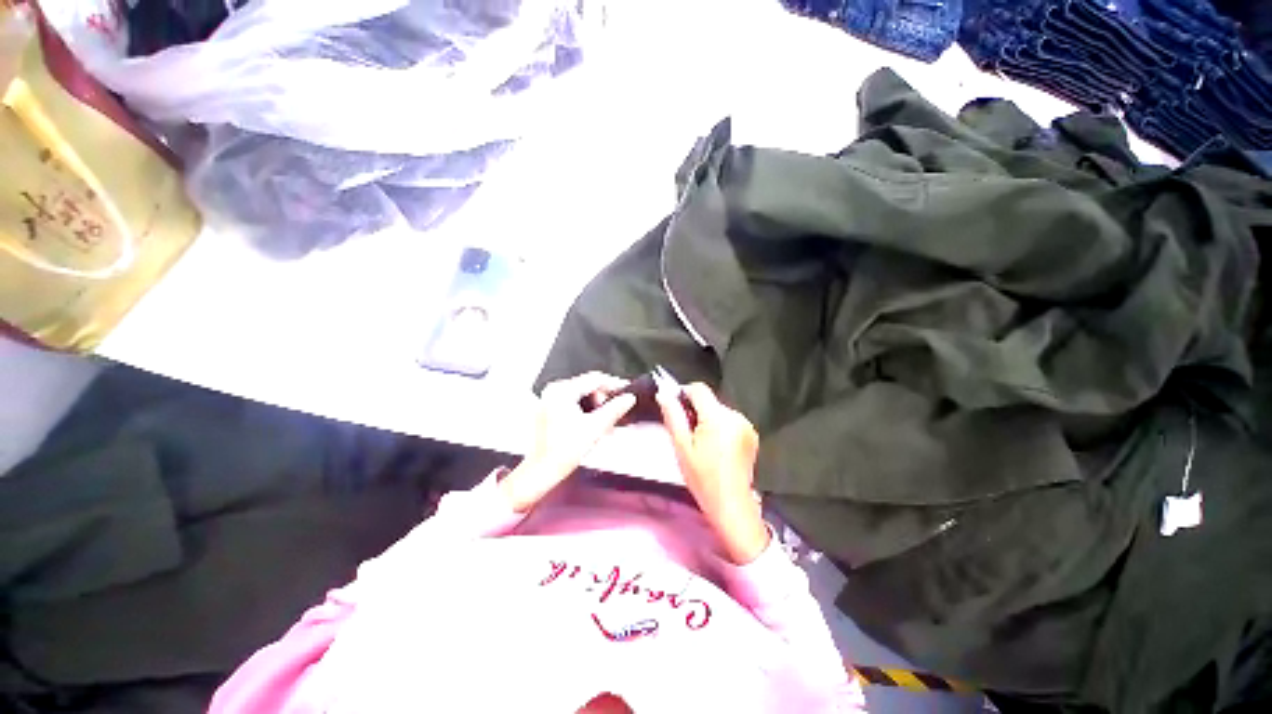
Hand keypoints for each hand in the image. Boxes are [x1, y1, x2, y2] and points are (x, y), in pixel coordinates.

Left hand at [501, 373, 635, 512]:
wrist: (542, 471)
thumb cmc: (563, 451)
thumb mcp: (595, 428)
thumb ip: (614, 410)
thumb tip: (629, 398)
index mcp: (562, 391)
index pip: (594, 379)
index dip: (613, 384)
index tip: (626, 390)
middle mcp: (553, 391)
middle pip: (587, 386)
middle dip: (604, 400)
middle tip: (616, 413)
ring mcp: (549, 400)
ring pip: (581, 395)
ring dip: (596, 407)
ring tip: (606, 423)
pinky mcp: (548, 409)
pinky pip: (572, 403)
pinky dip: (585, 411)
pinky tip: (594, 424)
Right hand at [657, 383, 769, 563]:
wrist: (731, 504)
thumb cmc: (703, 478)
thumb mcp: (682, 447)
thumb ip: (673, 416)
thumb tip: (663, 394)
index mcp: (718, 418)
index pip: (699, 389)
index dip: (684, 393)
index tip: (676, 408)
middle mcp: (736, 416)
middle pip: (710, 401)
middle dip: (696, 410)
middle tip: (687, 433)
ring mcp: (746, 425)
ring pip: (719, 410)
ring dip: (708, 419)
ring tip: (701, 443)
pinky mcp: (751, 434)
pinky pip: (730, 420)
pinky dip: (720, 427)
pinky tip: (716, 447)